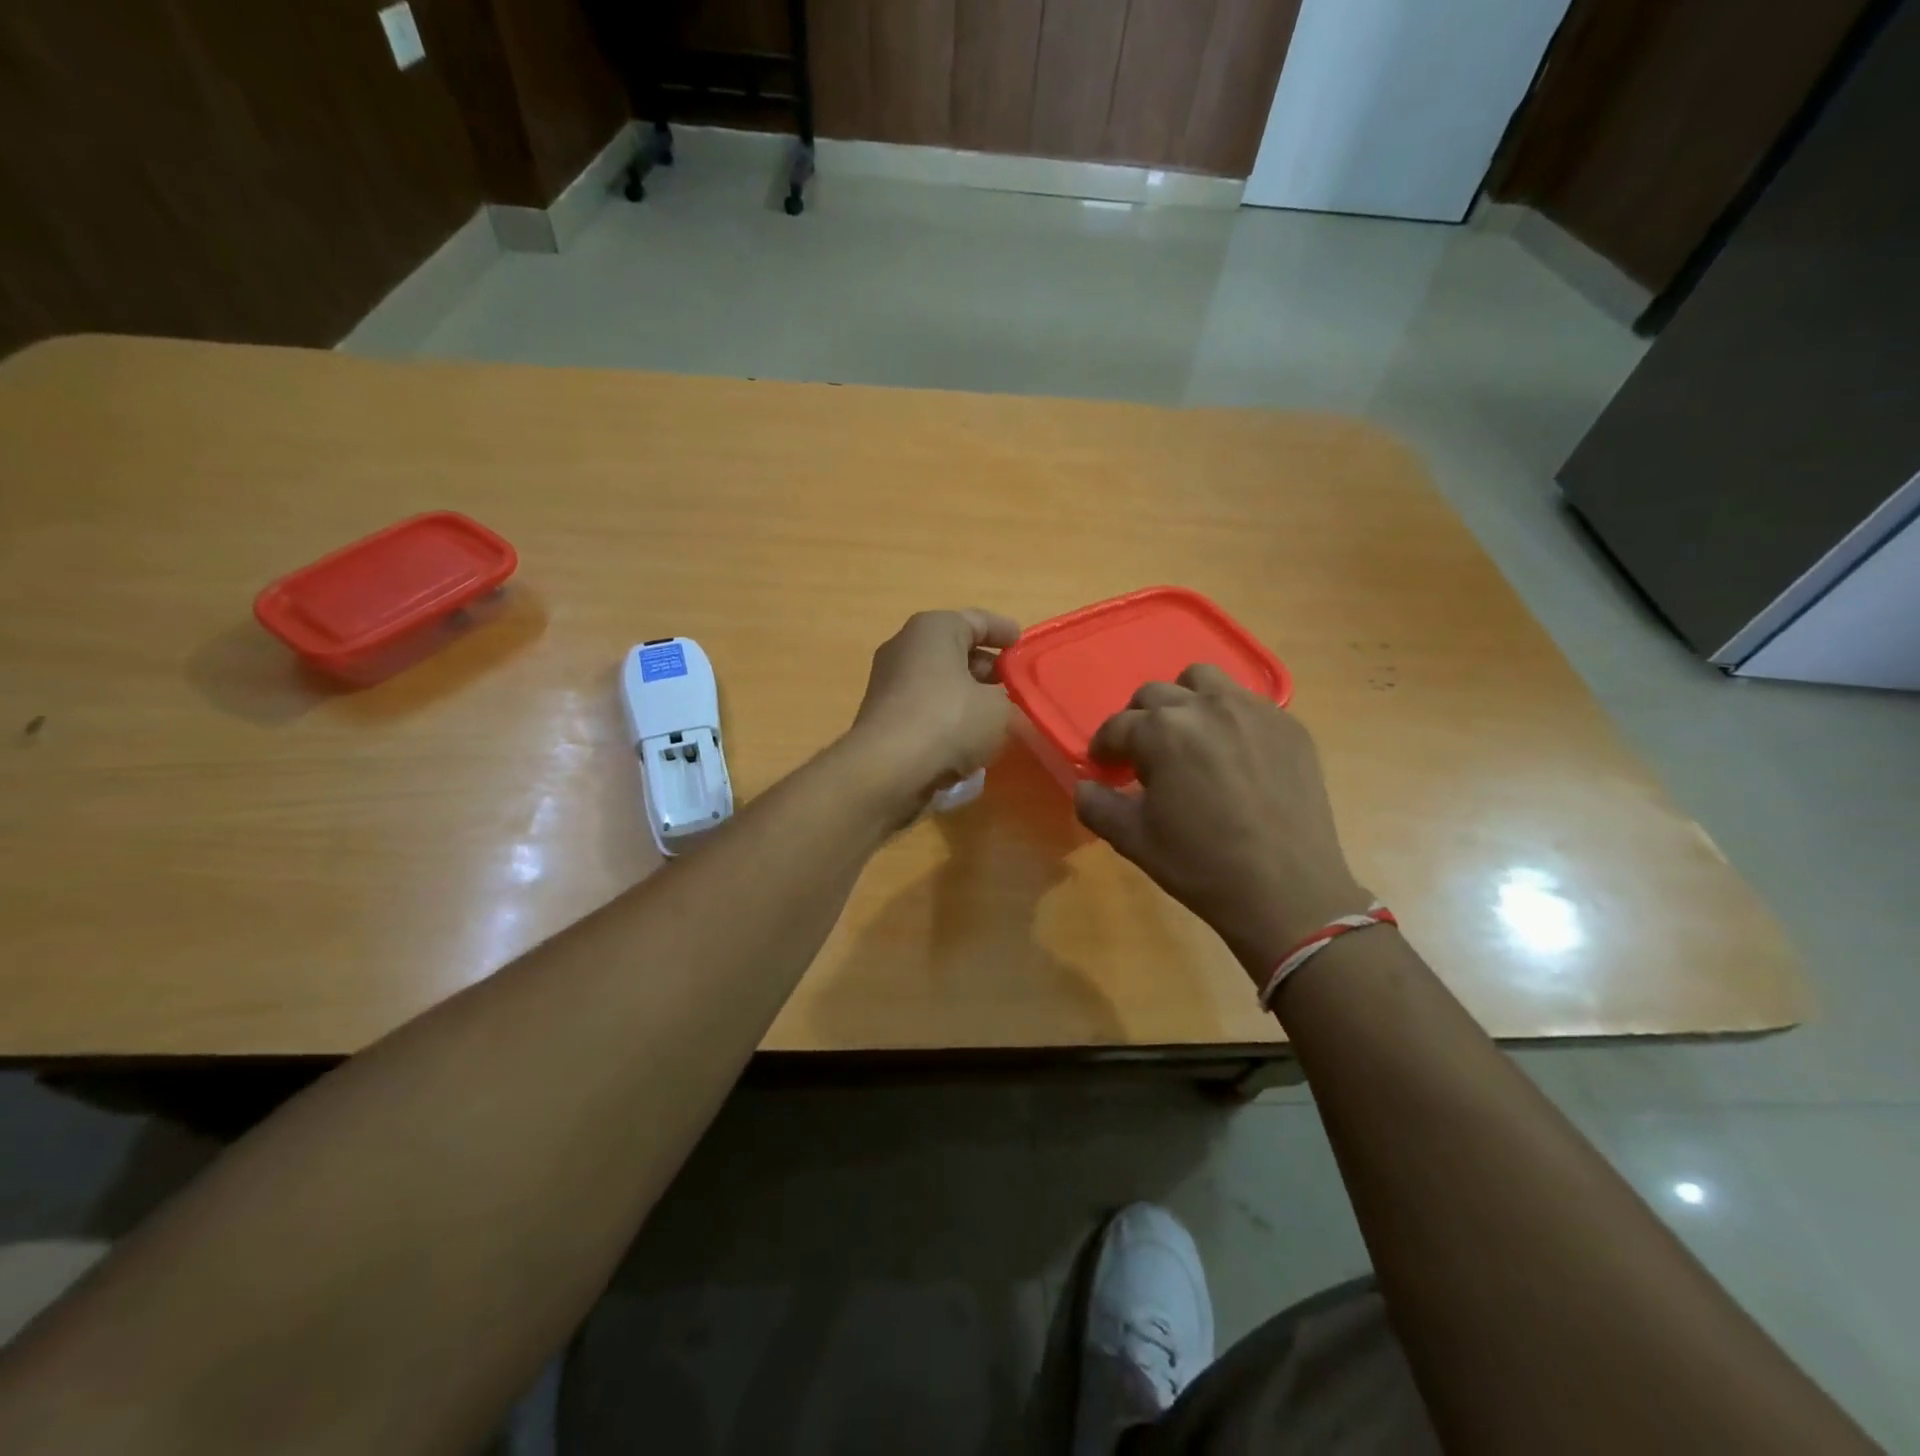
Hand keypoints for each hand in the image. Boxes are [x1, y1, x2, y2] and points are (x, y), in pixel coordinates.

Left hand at [847, 609, 1020, 814]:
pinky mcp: (882, 716)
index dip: (1004, 632)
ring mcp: (888, 681)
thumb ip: (1008, 701)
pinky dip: (946, 717)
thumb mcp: (998, 709)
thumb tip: (1003, 707)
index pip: (977, 621)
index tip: (1022, 645)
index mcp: (933, 629)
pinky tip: (967, 738)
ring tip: (996, 714)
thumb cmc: (949, 720)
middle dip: (986, 667)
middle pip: (955, 651)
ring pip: (939, 681)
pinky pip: (924, 708)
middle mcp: (905, 646)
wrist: (888, 768)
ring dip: (966, 695)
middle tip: (1014, 685)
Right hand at [1074, 664, 1370, 981]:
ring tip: (1187, 737)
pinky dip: (1227, 716)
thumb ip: (1096, 805)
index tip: (1104, 767)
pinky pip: (1246, 702)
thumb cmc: (1201, 866)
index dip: (1104, 747)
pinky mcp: (1288, 725)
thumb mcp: (1133, 840)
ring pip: (1203, 680)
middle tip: (1142, 756)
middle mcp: (1206, 707)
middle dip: (1139, 721)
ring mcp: (1252, 711)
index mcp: (1162, 732)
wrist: (1286, 891)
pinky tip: (1231, 753)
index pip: (1117, 726)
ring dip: (1184, 700)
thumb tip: (1085, 786)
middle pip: (1155, 694)